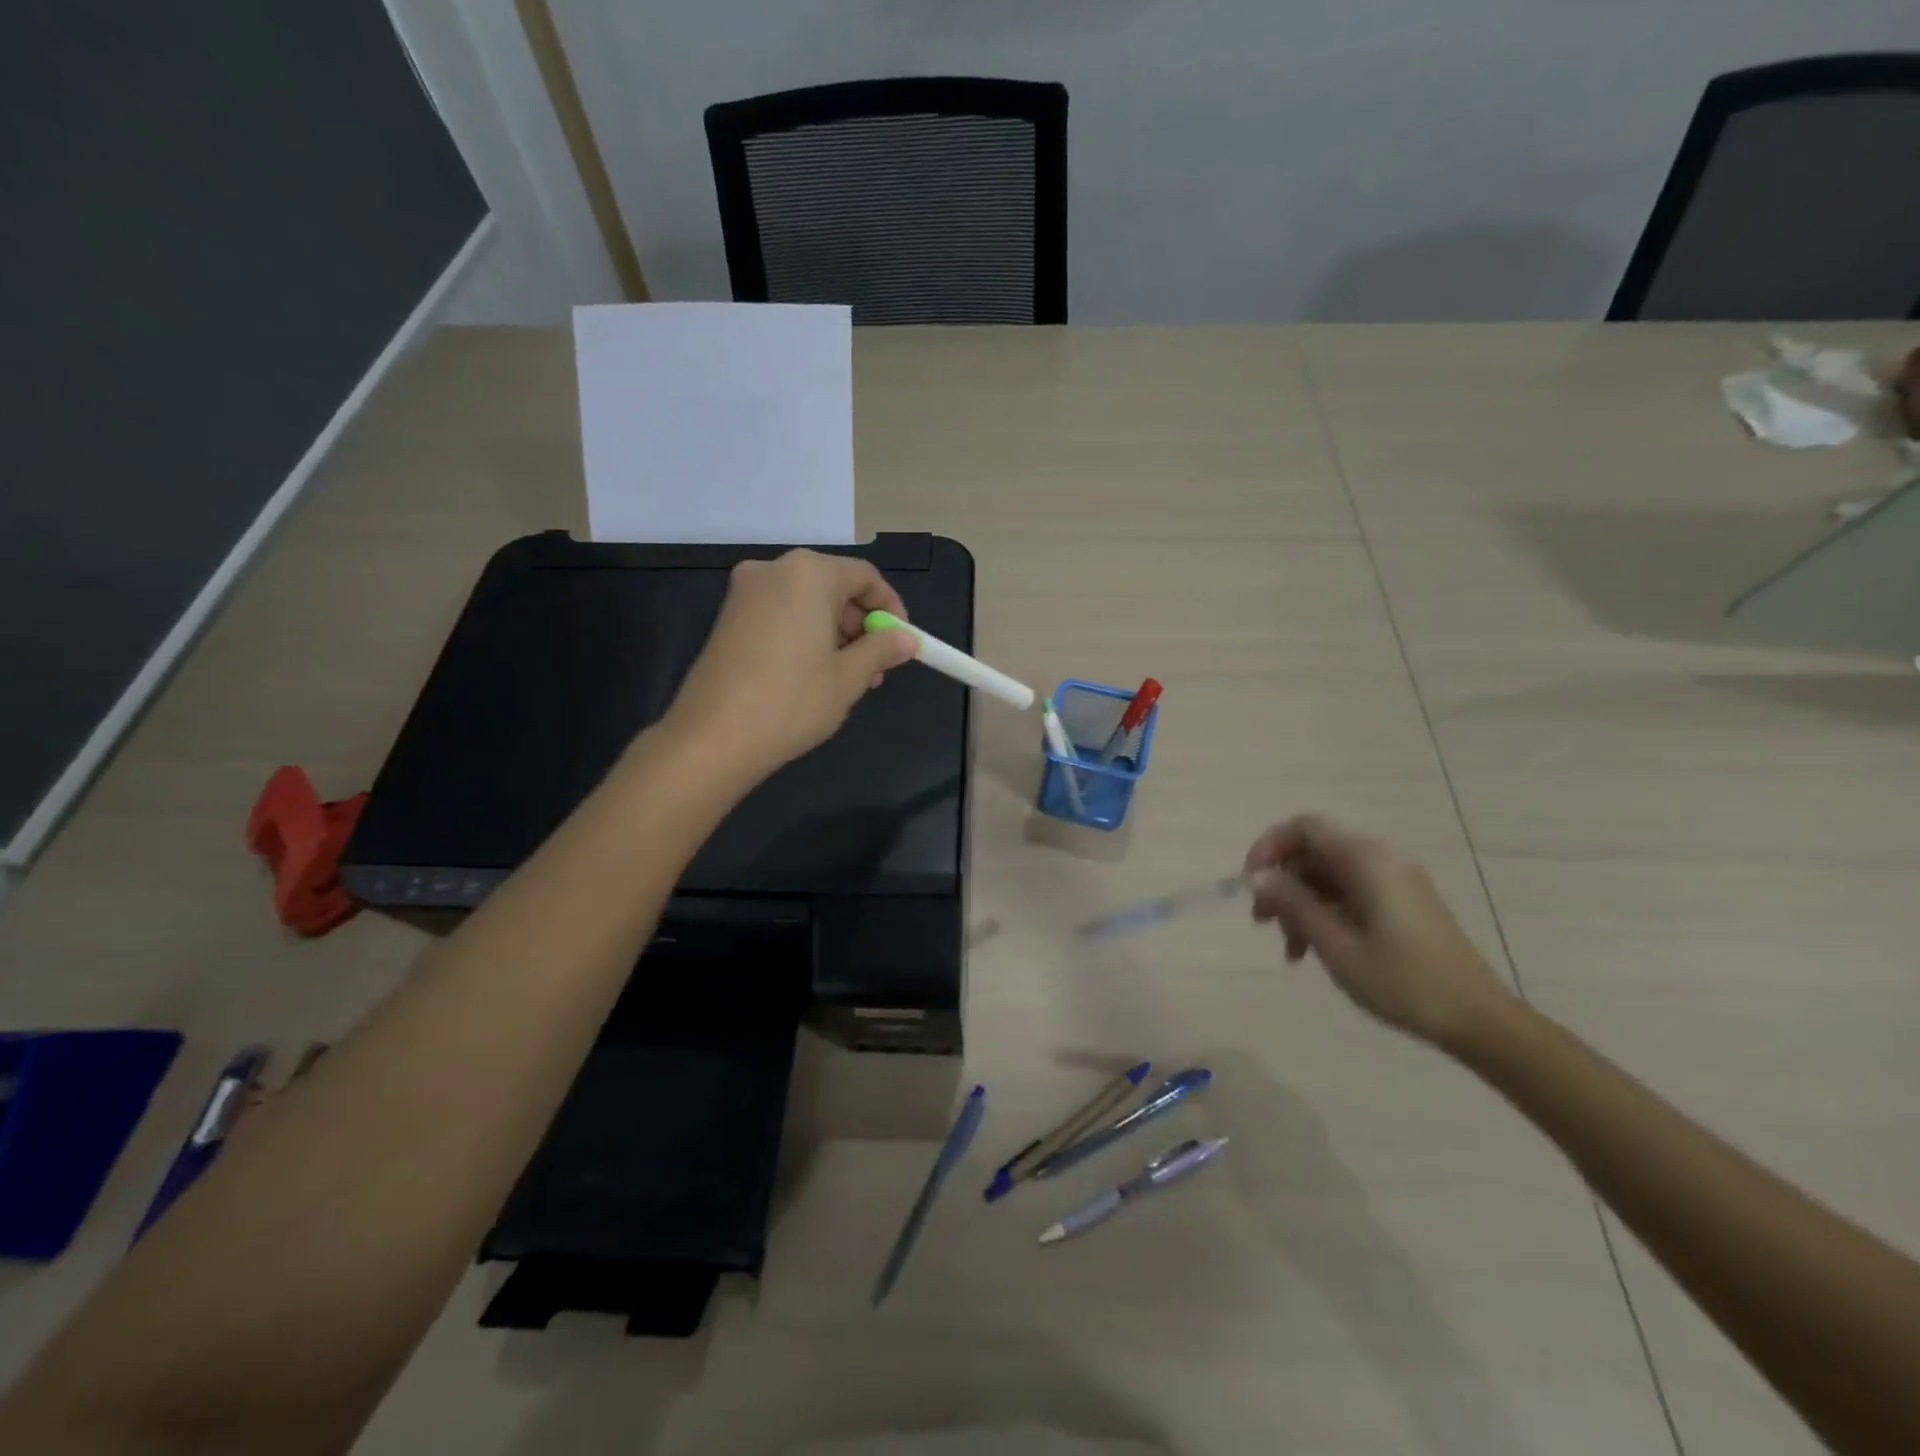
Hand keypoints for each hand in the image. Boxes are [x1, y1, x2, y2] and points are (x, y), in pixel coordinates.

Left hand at [661, 550, 918, 781]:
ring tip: (848, 680)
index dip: (891, 608)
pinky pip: (782, 616)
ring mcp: (745, 593)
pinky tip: (814, 676)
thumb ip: (882, 650)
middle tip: (876, 668)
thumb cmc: (792, 701)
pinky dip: (806, 637)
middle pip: (834, 587)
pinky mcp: (728, 618)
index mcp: (808, 573)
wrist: (713, 737)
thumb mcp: (849, 677)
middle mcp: (774, 570)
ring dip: (835, 635)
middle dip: (861, 625)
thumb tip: (906, 640)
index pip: (865, 577)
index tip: (903, 642)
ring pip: (807, 604)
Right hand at [1244, 814, 1510, 1048]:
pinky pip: (1350, 893)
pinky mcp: (1403, 904)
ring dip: (1301, 905)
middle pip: (1314, 853)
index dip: (1268, 848)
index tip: (1251, 885)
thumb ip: (1294, 904)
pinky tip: (1315, 950)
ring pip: (1328, 877)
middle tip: (1263, 923)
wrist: (1480, 1021)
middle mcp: (1381, 860)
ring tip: (1291, 950)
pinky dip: (1325, 913)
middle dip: (1282, 884)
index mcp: (1366, 861)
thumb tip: (1258, 877)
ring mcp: (1395, 882)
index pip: (1303, 828)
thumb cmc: (1403, 982)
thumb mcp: (1336, 945)